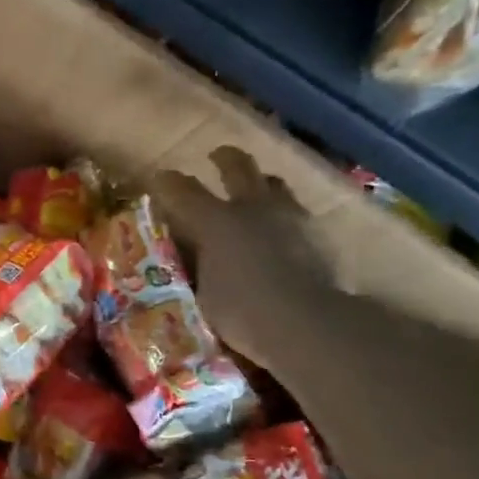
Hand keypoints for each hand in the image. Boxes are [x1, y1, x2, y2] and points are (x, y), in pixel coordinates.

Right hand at [151, 147, 337, 368]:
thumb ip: (197, 267)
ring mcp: (290, 216)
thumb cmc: (241, 311)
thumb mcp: (201, 292)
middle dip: (224, 159)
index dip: (168, 182)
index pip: (183, 190)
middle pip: (238, 167)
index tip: (160, 177)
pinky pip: (297, 211)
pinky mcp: (319, 234)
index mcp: (215, 220)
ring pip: (274, 184)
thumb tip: (190, 257)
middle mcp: (252, 207)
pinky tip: (282, 227)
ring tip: (256, 189)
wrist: (306, 323)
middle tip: (217, 156)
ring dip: (261, 182)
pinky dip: (285, 213)